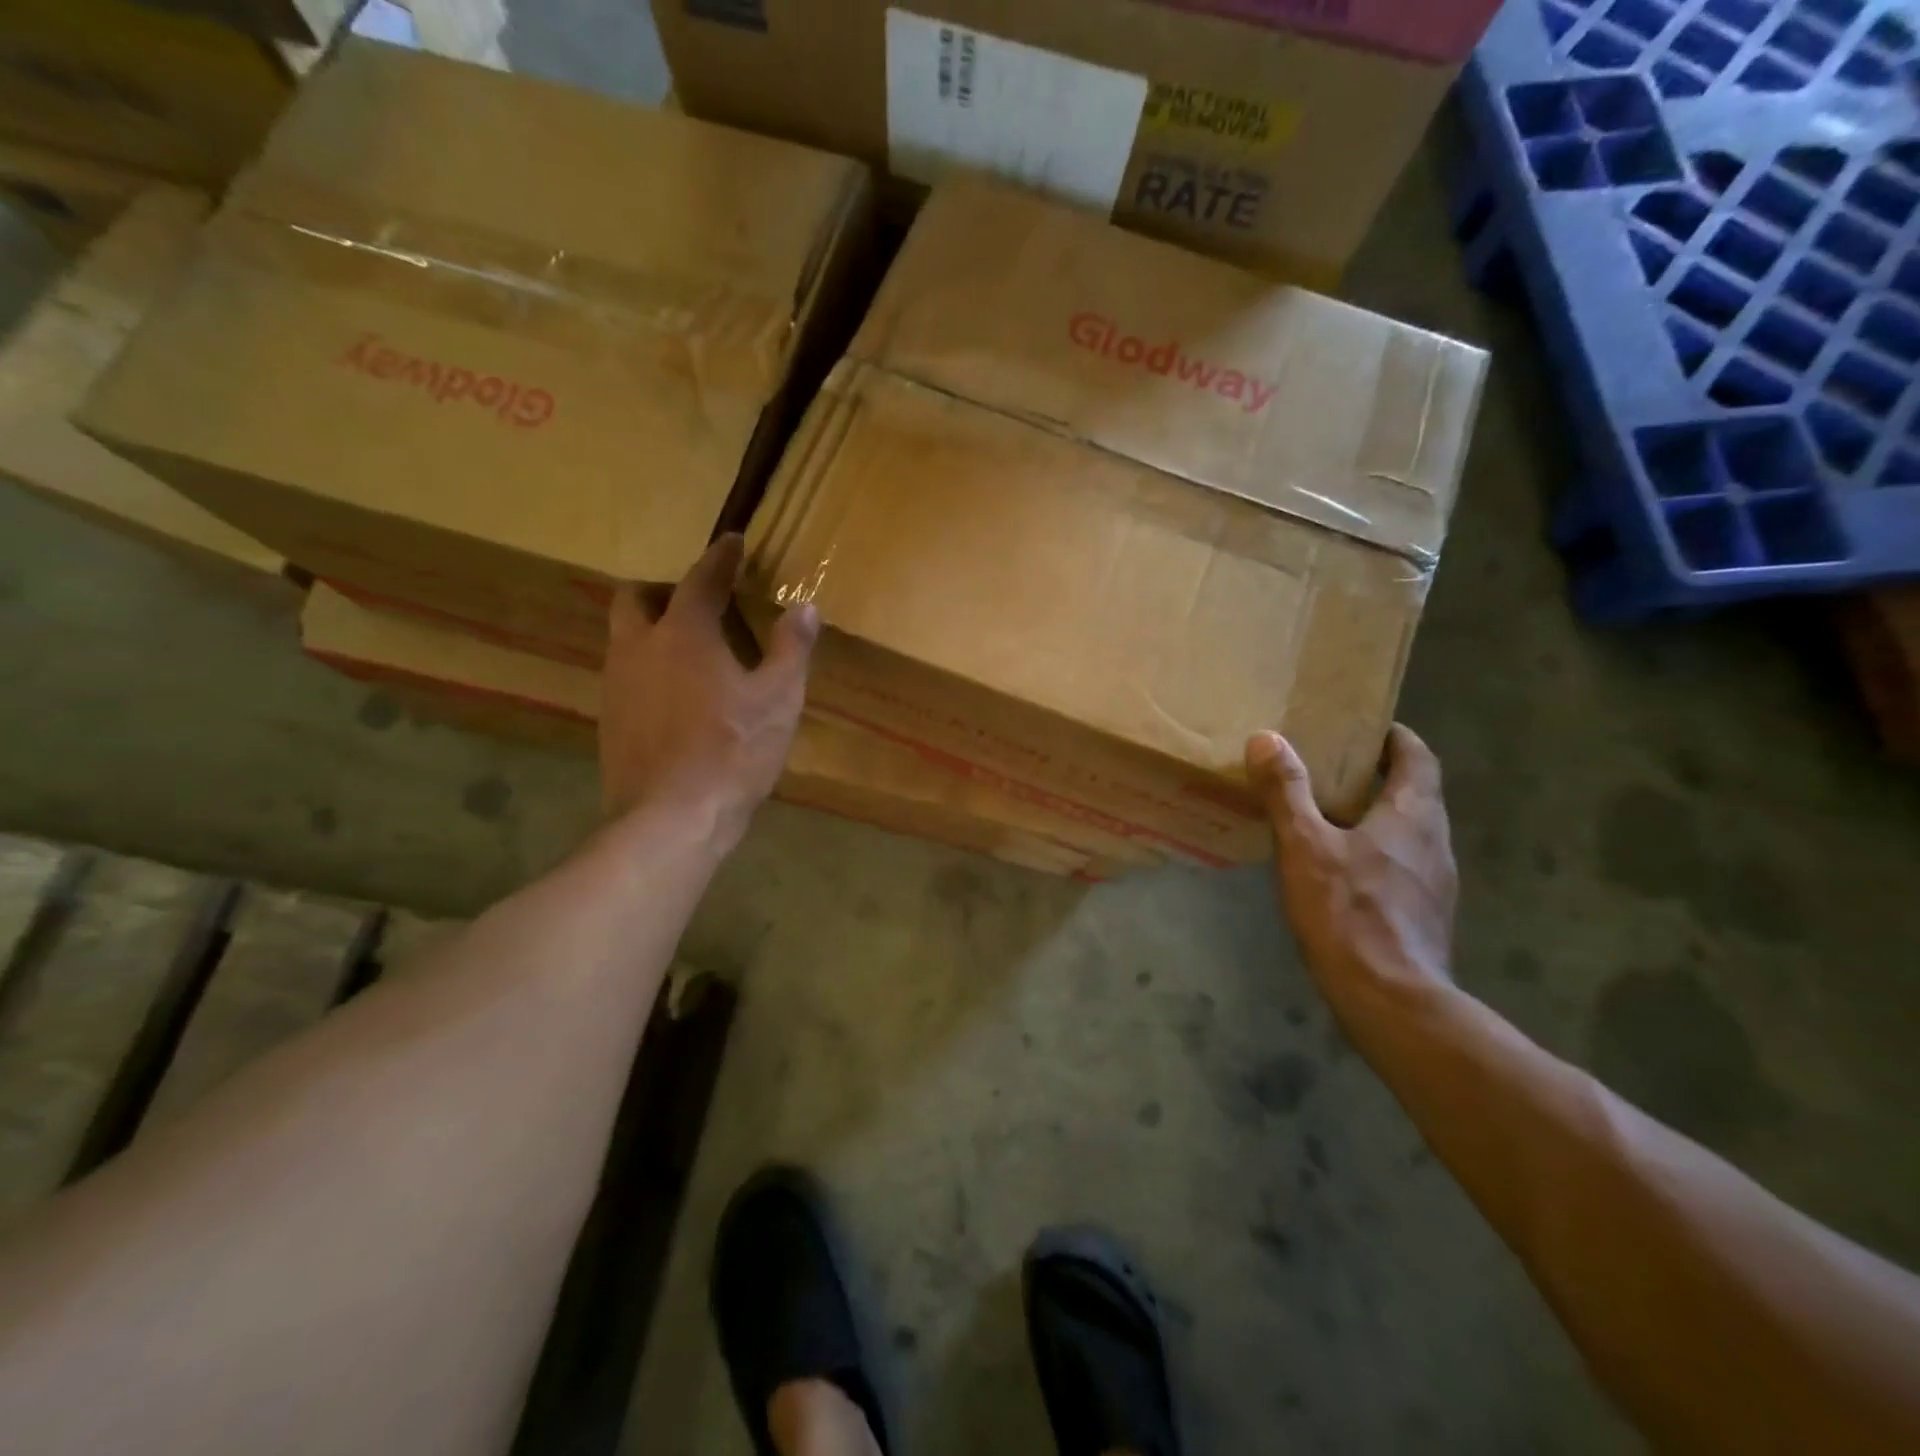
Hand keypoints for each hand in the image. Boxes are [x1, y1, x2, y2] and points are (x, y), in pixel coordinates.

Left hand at [600, 534, 816, 850]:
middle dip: (663, 589)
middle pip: (634, 598)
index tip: (732, 542)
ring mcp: (616, 686)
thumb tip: (805, 608)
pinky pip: (626, 678)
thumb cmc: (733, 752)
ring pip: (625, 639)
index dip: (720, 557)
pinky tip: (676, 700)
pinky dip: (649, 671)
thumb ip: (792, 649)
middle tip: (697, 604)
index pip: (701, 579)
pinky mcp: (609, 722)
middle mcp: (639, 648)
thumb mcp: (779, 699)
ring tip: (691, 655)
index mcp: (684, 634)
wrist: (671, 819)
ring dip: (653, 632)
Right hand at [1245, 725, 1456, 1000]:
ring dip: (1381, 816)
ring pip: (1411, 833)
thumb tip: (1266, 739)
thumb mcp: (1305, 845)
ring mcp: (1436, 883)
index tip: (1368, 728)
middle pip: (1417, 794)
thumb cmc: (1348, 911)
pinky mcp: (1427, 915)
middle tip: (1336, 767)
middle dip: (1382, 776)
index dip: (1397, 738)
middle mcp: (1435, 842)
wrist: (1391, 999)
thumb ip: (1287, 791)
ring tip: (1333, 815)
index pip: (1418, 758)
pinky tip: (1344, 871)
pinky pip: (1405, 866)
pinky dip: (1379, 852)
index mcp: (1413, 815)